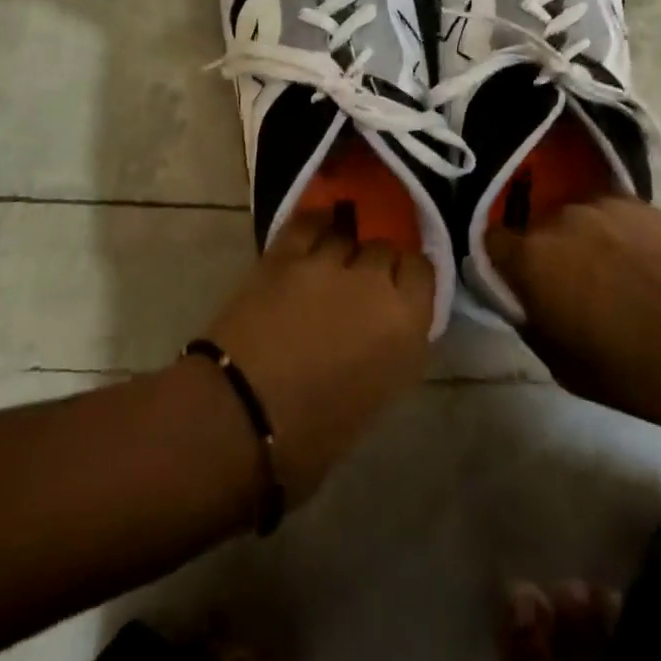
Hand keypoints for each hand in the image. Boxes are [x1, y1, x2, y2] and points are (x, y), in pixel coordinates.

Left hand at [201, 207, 434, 504]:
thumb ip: (389, 348)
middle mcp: (374, 284)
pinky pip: (308, 222)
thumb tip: (382, 327)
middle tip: (360, 284)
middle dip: (376, 263)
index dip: (409, 278)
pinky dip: (315, 223)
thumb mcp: (374, 398)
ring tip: (331, 261)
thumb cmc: (310, 438)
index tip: (398, 289)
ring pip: (348, 233)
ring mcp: (327, 262)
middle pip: (385, 248)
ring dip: (344, 246)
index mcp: (405, 327)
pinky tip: (315, 227)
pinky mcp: (285, 253)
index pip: (423, 272)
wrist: (237, 420)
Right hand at [485, 196, 660, 433]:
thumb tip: (519, 297)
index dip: (501, 264)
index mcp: (531, 258)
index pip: (491, 241)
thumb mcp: (561, 365)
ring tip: (612, 273)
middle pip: (535, 228)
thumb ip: (528, 319)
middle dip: (544, 252)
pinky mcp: (640, 203)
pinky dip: (614, 232)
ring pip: (573, 218)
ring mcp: (602, 205)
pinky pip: (609, 213)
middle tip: (571, 287)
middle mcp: (559, 219)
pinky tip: (640, 262)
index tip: (520, 285)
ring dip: (580, 240)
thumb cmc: (634, 372)